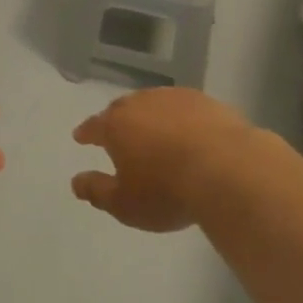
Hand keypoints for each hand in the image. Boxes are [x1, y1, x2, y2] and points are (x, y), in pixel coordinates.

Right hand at [71, 88, 249, 231]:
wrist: (227, 169)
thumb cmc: (167, 191)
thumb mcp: (125, 204)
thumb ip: (97, 191)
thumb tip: (76, 181)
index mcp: (115, 125)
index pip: (94, 126)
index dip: (86, 133)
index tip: (80, 137)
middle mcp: (140, 103)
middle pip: (122, 109)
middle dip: (116, 121)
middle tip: (117, 134)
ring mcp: (173, 98)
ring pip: (153, 104)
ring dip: (149, 116)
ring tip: (154, 132)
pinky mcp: (204, 101)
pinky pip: (183, 107)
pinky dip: (179, 118)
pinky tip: (187, 130)